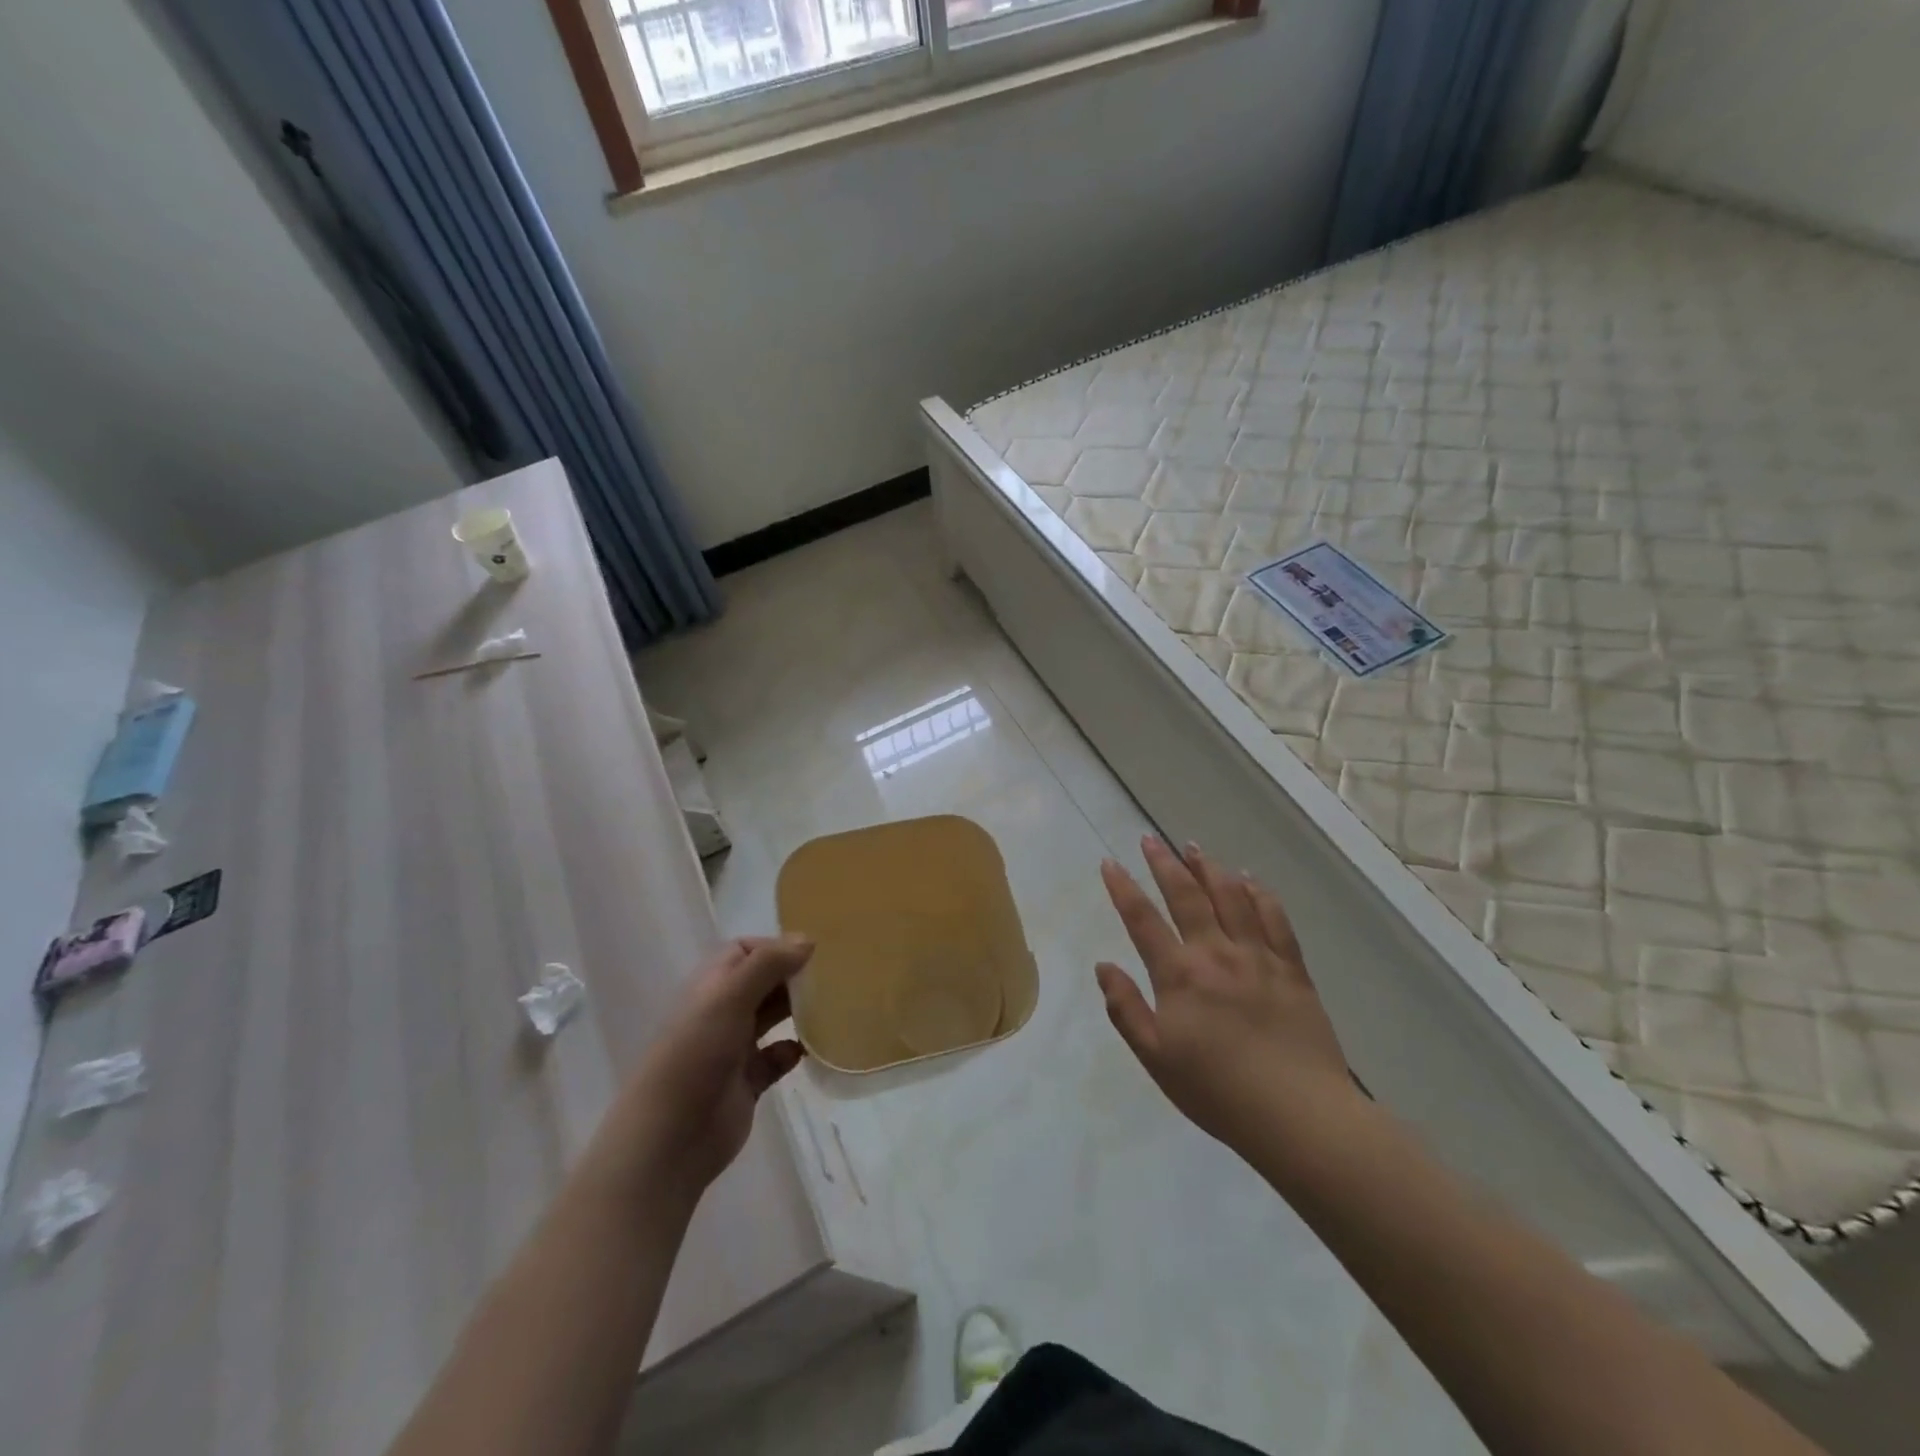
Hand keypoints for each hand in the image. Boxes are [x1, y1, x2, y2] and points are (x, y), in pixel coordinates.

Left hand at [620, 936, 810, 1195]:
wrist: (670, 1139)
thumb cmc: (696, 1056)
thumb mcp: (730, 998)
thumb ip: (768, 964)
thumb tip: (808, 940)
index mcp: (712, 986)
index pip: (744, 951)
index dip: (775, 947)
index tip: (811, 952)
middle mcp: (722, 1012)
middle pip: (763, 982)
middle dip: (793, 976)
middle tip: (833, 976)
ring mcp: (734, 1048)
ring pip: (772, 1018)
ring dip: (798, 1011)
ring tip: (832, 1006)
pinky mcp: (747, 1083)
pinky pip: (777, 1058)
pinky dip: (794, 1051)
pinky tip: (812, 1049)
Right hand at [1096, 838, 1356, 1155]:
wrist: (1299, 1115)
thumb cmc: (1218, 1092)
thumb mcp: (1156, 1058)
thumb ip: (1126, 1010)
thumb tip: (1103, 966)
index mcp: (1180, 975)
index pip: (1143, 920)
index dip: (1123, 889)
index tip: (1109, 863)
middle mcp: (1217, 954)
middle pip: (1187, 896)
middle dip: (1165, 864)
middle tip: (1150, 840)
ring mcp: (1258, 957)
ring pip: (1231, 897)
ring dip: (1209, 868)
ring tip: (1194, 847)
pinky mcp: (1292, 968)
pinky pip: (1274, 919)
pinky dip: (1259, 894)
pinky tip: (1250, 880)